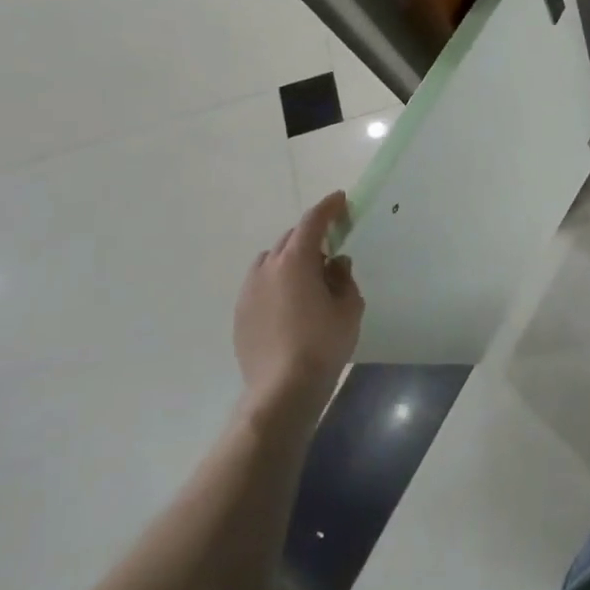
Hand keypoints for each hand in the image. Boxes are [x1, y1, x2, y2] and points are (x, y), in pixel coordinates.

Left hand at [233, 192, 364, 428]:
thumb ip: (344, 278)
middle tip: (332, 246)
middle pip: (290, 239)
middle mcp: (267, 269)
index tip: (341, 200)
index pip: (312, 222)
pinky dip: (277, 282)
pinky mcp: (240, 314)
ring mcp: (249, 291)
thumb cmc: (324, 343)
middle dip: (311, 236)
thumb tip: (335, 264)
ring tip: (310, 278)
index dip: (328, 208)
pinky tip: (292, 304)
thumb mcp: (349, 307)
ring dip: (291, 259)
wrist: (282, 389)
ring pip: (271, 261)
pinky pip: (261, 285)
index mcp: (295, 261)